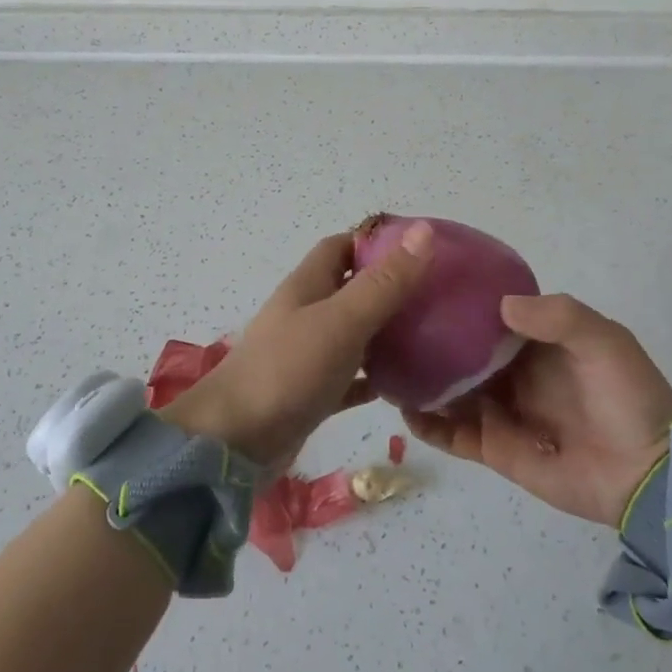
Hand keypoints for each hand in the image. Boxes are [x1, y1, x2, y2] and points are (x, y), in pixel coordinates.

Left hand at [159, 222, 433, 469]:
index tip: (420, 249)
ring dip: (385, 332)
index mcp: (308, 285)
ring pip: (353, 332)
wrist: (235, 441)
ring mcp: (306, 353)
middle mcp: (306, 313)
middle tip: (436, 295)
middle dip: (389, 287)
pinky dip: (373, 377)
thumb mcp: (342, 320)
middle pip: (351, 288)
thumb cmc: (288, 370)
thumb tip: (424, 231)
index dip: (377, 242)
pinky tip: (404, 385)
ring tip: (430, 336)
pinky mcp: (311, 392)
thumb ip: (384, 282)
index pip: (342, 246)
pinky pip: (349, 376)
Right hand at [401, 293, 671, 524]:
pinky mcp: (495, 448)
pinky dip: (427, 424)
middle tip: (390, 326)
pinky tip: (403, 408)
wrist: (648, 475)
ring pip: (449, 391)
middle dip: (431, 341)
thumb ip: (557, 316)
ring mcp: (501, 411)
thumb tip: (499, 306)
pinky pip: (452, 435)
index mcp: (536, 342)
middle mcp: (512, 373)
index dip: (459, 303)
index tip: (423, 288)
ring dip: (421, 380)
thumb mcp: (603, 341)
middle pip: (461, 352)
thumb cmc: (628, 398)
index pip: (488, 316)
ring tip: (384, 364)